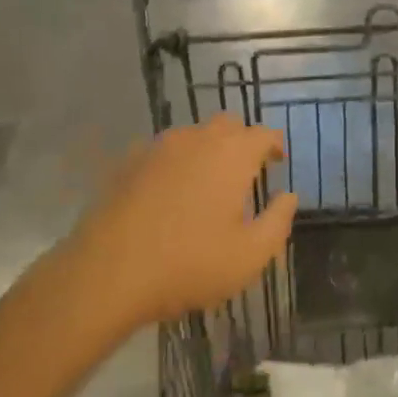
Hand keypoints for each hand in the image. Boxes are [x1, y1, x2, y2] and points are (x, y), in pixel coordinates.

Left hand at [70, 114, 294, 327]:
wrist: (108, 272)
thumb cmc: (189, 263)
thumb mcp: (249, 256)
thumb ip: (278, 221)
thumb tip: (289, 196)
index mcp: (233, 154)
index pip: (263, 133)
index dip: (275, 144)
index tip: (278, 162)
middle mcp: (198, 138)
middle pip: (228, 125)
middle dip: (241, 141)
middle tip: (245, 171)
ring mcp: (160, 146)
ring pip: (193, 135)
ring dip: (207, 150)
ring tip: (207, 183)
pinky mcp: (129, 161)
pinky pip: (162, 151)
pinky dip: (175, 163)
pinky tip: (169, 192)